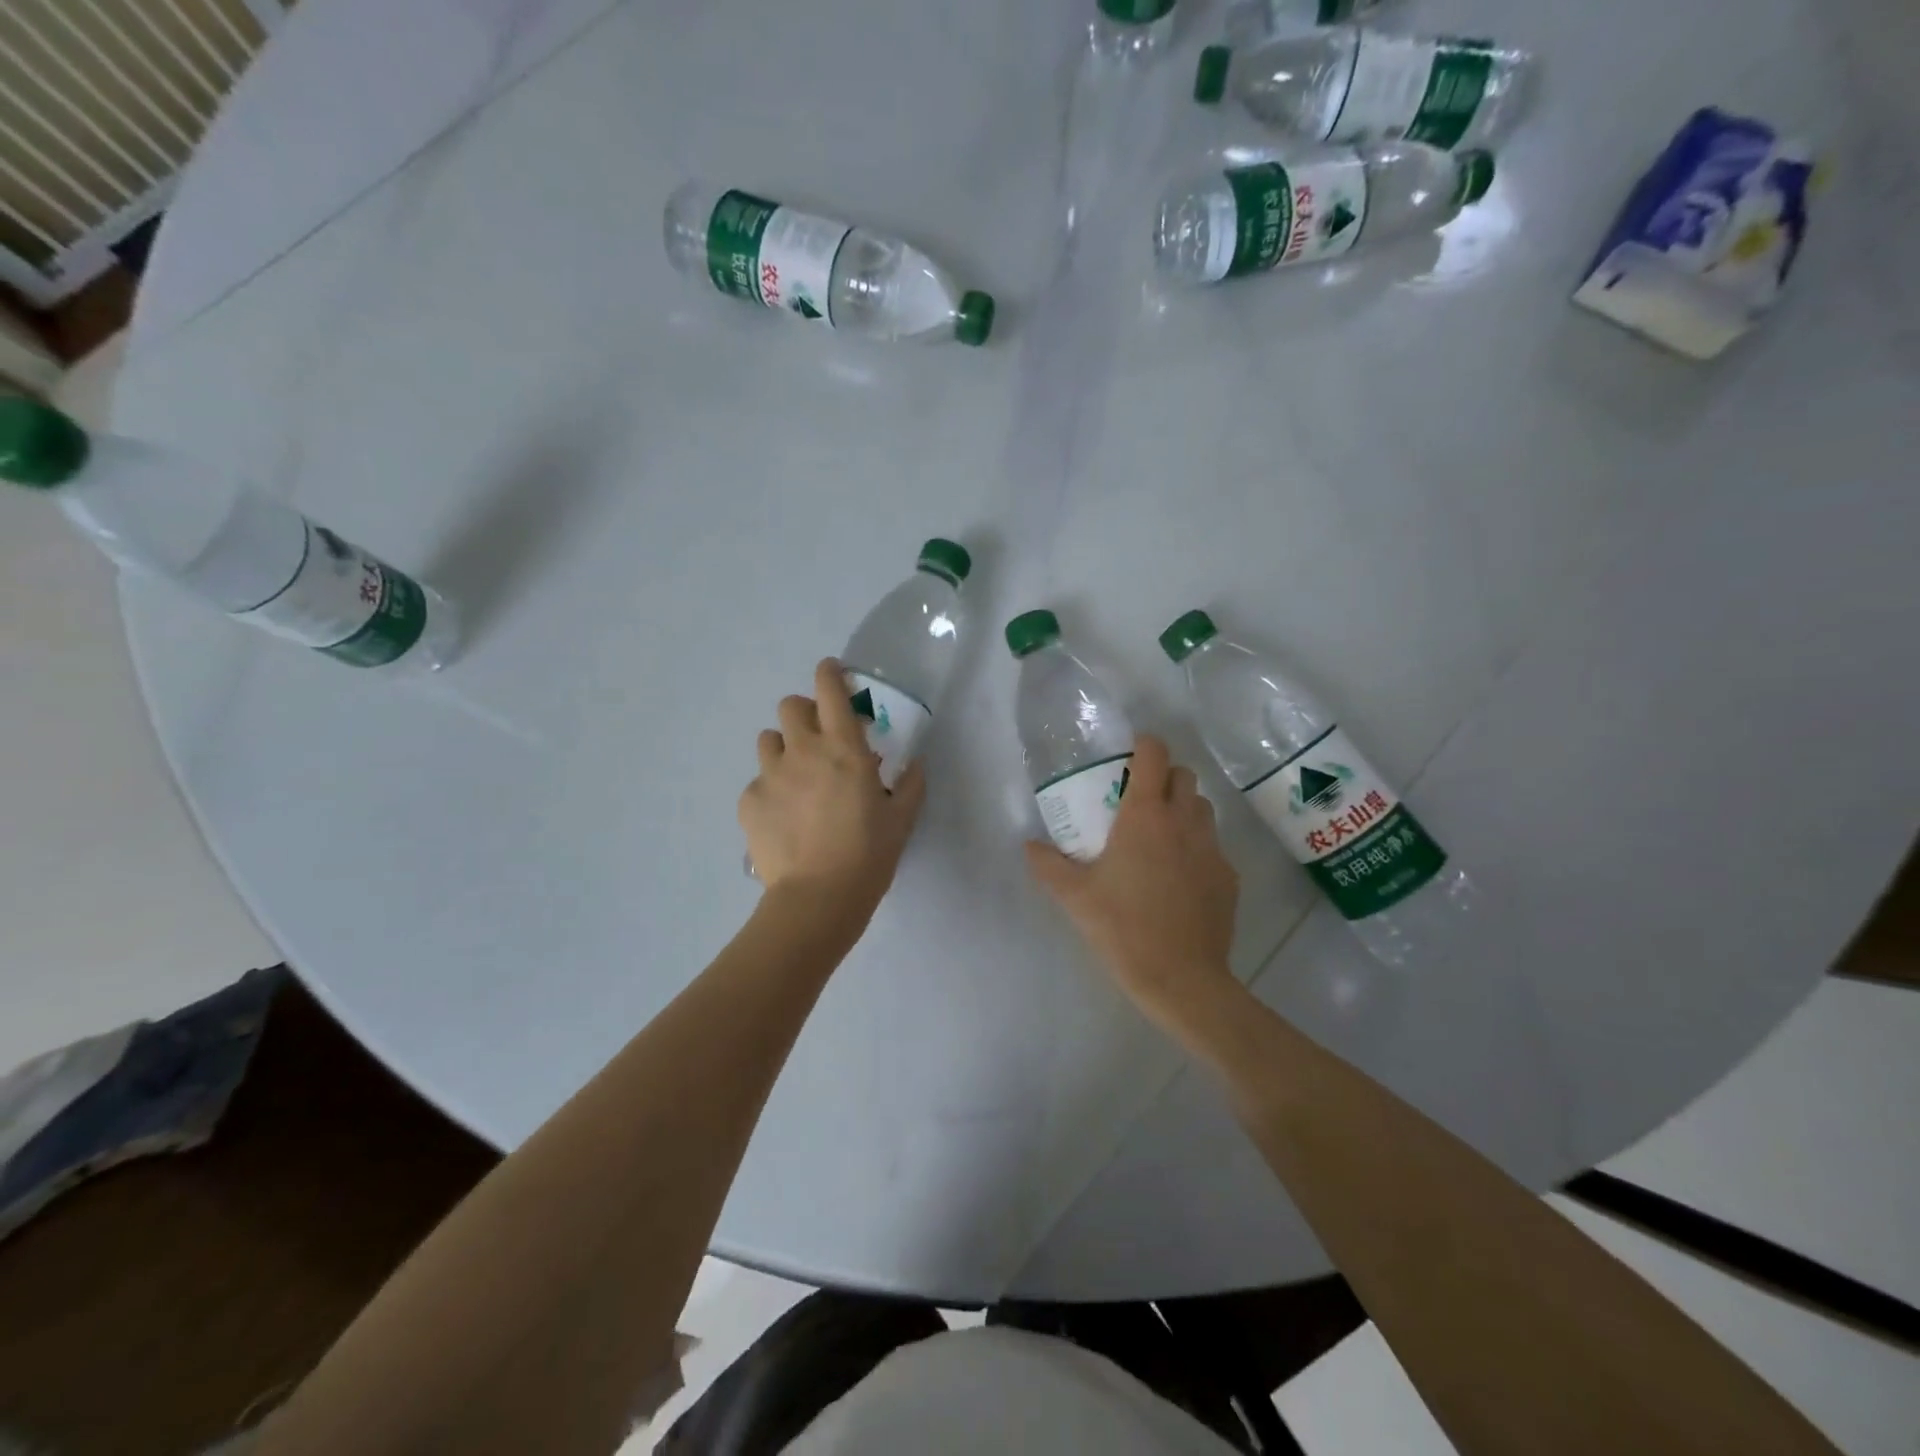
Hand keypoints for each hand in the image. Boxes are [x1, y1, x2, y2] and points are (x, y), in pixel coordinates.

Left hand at [740, 659, 927, 918]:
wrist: (818, 898)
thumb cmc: (868, 855)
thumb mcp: (901, 820)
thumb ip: (910, 785)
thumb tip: (914, 764)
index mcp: (844, 748)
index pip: (829, 690)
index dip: (829, 673)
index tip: (832, 673)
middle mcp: (803, 751)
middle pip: (790, 706)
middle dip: (803, 713)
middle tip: (818, 738)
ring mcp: (771, 775)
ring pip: (768, 739)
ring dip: (783, 748)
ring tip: (796, 777)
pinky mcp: (749, 801)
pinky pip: (757, 782)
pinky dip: (770, 790)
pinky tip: (783, 817)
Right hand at [1026, 736, 1242, 1037]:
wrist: (1181, 979)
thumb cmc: (1122, 928)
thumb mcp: (1074, 896)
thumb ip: (1047, 864)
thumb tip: (1028, 845)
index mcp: (1146, 816)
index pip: (1154, 754)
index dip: (1143, 745)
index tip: (1128, 756)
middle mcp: (1184, 821)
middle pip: (1184, 776)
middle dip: (1164, 777)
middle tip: (1139, 800)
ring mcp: (1212, 849)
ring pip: (1203, 808)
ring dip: (1183, 809)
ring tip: (1160, 836)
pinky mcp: (1229, 877)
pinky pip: (1213, 845)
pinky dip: (1196, 847)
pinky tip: (1178, 878)